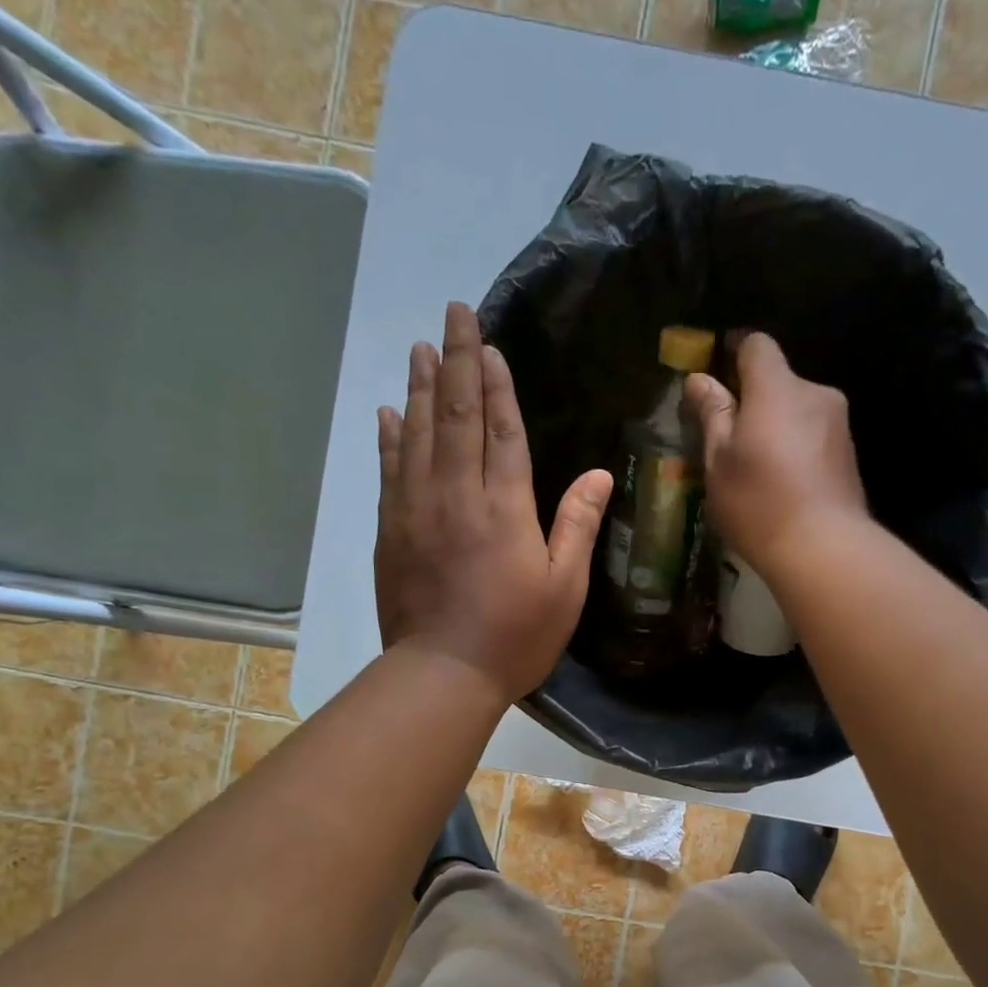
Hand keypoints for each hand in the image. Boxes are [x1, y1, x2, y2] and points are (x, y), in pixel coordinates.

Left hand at [375, 303, 612, 703]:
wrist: (443, 673)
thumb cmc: (515, 636)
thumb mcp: (564, 588)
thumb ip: (577, 526)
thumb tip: (599, 475)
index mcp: (504, 507)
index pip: (502, 430)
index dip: (497, 384)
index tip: (490, 343)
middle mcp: (457, 494)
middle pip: (456, 416)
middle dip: (457, 362)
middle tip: (452, 314)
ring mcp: (416, 509)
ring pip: (417, 433)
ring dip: (420, 387)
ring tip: (421, 347)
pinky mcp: (390, 531)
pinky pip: (389, 470)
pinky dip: (389, 437)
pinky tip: (388, 412)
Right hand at [685, 333, 868, 573]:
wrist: (823, 547)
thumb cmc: (758, 502)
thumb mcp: (719, 461)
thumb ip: (712, 414)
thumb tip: (699, 379)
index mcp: (777, 388)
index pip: (757, 345)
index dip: (735, 352)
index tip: (718, 371)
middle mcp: (814, 393)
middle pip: (779, 382)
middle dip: (755, 401)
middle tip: (731, 438)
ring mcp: (838, 424)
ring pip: (798, 411)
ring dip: (777, 428)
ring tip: (758, 469)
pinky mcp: (849, 454)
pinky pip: (814, 437)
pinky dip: (796, 449)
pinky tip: (784, 485)